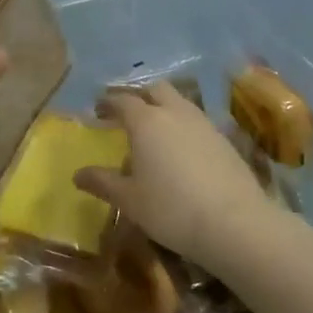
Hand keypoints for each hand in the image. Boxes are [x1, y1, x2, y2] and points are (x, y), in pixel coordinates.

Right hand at [78, 82, 275, 267]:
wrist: (235, 222)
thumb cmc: (171, 209)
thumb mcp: (130, 200)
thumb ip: (103, 182)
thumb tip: (78, 174)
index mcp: (146, 121)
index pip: (122, 100)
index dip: (108, 102)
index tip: (98, 109)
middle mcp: (174, 112)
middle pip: (155, 89)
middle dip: (139, 96)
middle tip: (127, 114)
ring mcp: (203, 122)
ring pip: (179, 101)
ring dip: (164, 107)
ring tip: (155, 130)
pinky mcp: (224, 138)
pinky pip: (197, 120)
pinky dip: (183, 125)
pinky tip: (182, 149)